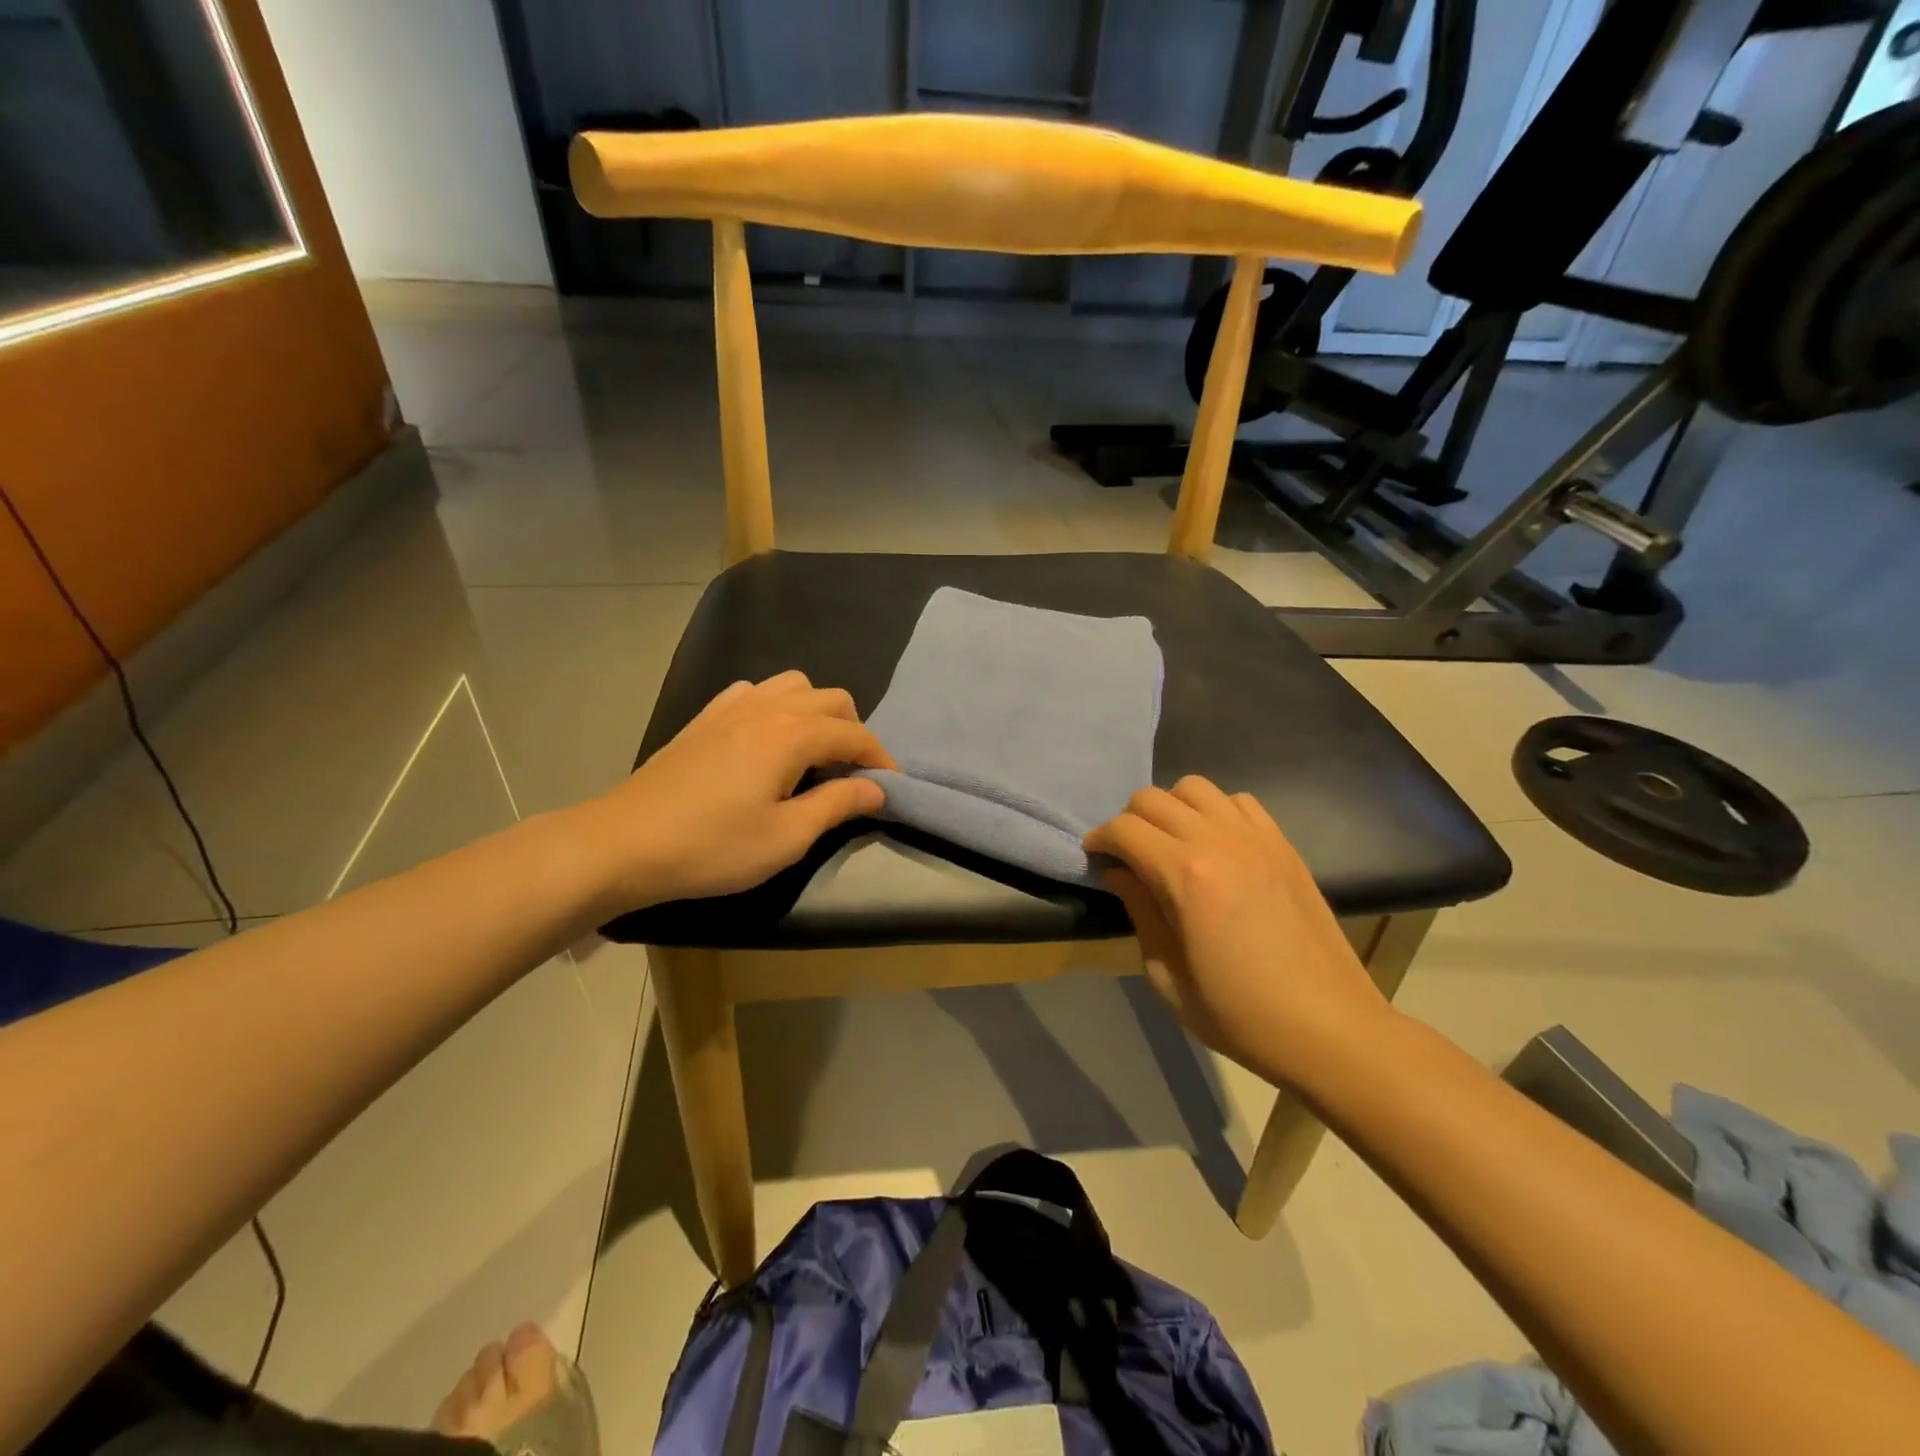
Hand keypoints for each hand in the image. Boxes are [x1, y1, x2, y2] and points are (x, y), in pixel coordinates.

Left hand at [574, 671, 895, 910]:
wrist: (624, 843)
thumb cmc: (712, 847)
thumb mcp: (786, 837)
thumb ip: (837, 805)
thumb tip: (877, 788)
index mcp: (791, 734)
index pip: (855, 733)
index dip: (880, 759)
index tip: (889, 788)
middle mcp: (767, 706)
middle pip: (831, 699)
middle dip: (853, 731)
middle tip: (851, 774)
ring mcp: (731, 706)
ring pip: (794, 685)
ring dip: (816, 712)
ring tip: (812, 752)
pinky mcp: (705, 717)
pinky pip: (755, 691)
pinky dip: (776, 706)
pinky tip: (765, 740)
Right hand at [1084, 777, 1390, 1083]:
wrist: (1330, 1029)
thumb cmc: (1239, 1015)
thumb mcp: (1168, 977)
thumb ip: (1139, 912)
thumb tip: (1118, 873)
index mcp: (1185, 877)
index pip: (1125, 829)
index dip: (1100, 839)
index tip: (1095, 857)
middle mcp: (1218, 842)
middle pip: (1154, 798)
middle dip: (1129, 820)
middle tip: (1128, 855)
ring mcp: (1257, 838)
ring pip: (1196, 787)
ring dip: (1172, 807)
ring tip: (1171, 842)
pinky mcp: (1284, 845)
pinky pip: (1239, 801)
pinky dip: (1215, 811)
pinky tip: (1216, 844)